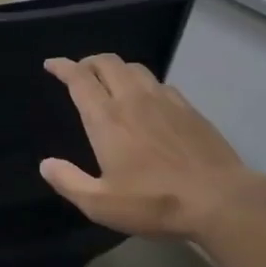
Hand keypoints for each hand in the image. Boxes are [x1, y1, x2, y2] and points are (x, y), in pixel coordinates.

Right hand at [39, 55, 265, 239]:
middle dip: (88, 61)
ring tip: (110, 80)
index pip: (79, 79)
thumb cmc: (155, 202)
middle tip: (79, 71)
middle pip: (106, 63)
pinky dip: (143, 82)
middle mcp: (132, 99)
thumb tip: (46, 164)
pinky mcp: (188, 108)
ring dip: (116, 68)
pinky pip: (159, 82)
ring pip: (134, 68)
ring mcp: (164, 100)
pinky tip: (147, 97)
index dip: (63, 67)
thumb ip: (69, 182)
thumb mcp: (102, 204)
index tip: (52, 64)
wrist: (219, 199)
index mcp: (106, 118)